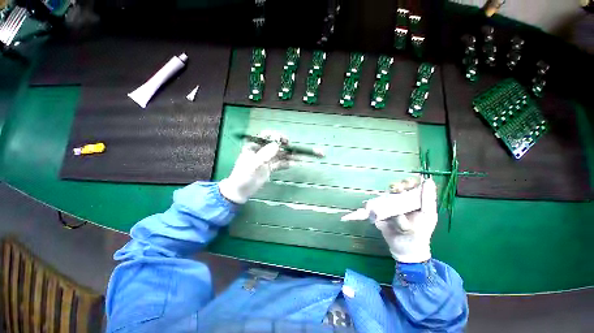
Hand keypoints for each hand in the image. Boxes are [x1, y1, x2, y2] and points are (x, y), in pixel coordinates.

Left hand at [219, 131, 292, 203]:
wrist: (241, 191)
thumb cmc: (243, 176)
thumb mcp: (253, 164)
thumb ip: (264, 155)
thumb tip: (277, 145)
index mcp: (253, 147)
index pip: (265, 136)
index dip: (274, 136)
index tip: (283, 139)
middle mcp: (261, 151)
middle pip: (274, 145)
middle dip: (284, 145)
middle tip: (292, 147)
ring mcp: (266, 160)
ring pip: (279, 155)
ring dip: (287, 155)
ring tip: (297, 156)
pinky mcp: (270, 168)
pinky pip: (279, 164)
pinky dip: (286, 163)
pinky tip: (292, 164)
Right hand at [342, 178, 437, 262]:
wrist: (406, 249)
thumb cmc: (421, 232)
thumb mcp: (428, 215)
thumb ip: (428, 199)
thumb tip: (428, 180)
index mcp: (413, 201)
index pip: (409, 186)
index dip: (408, 182)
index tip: (408, 184)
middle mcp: (400, 201)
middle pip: (395, 189)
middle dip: (395, 187)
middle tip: (396, 190)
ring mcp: (389, 207)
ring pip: (384, 196)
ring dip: (383, 195)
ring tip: (387, 195)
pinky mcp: (379, 214)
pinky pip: (372, 208)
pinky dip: (367, 206)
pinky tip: (365, 205)